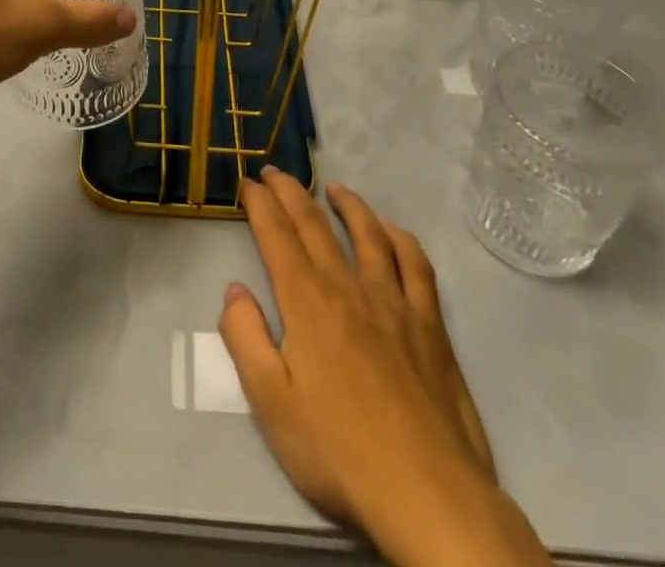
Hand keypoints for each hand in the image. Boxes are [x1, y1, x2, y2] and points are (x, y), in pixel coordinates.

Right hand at [221, 172, 547, 566]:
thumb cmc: (338, 451)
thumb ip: (245, 338)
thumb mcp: (270, 403)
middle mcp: (347, 286)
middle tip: (275, 171)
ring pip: (367, 233)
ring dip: (347, 204)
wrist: (427, 492)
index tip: (247, 182)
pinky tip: (391, 230)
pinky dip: (400, 238)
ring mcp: (393, 301)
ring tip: (333, 188)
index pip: (276, 236)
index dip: (259, 204)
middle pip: (314, 224)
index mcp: (306, 301)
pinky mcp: (430, 324)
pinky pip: (416, 265)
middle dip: (290, 192)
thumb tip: (234, 290)